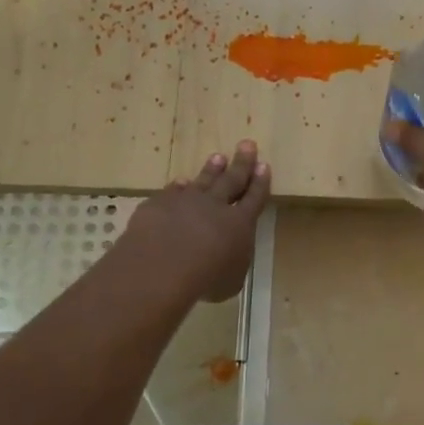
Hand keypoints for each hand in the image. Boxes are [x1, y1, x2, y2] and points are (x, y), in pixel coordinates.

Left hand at [124, 142, 270, 302]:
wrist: (164, 264)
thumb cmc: (207, 278)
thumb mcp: (231, 280)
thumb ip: (233, 263)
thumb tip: (229, 257)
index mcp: (240, 224)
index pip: (254, 198)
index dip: (260, 183)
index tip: (264, 165)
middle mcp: (215, 206)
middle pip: (232, 180)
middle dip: (241, 163)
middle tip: (247, 145)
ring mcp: (186, 201)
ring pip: (203, 181)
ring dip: (212, 170)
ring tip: (218, 157)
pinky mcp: (159, 204)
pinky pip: (172, 192)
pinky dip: (178, 187)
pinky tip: (180, 182)